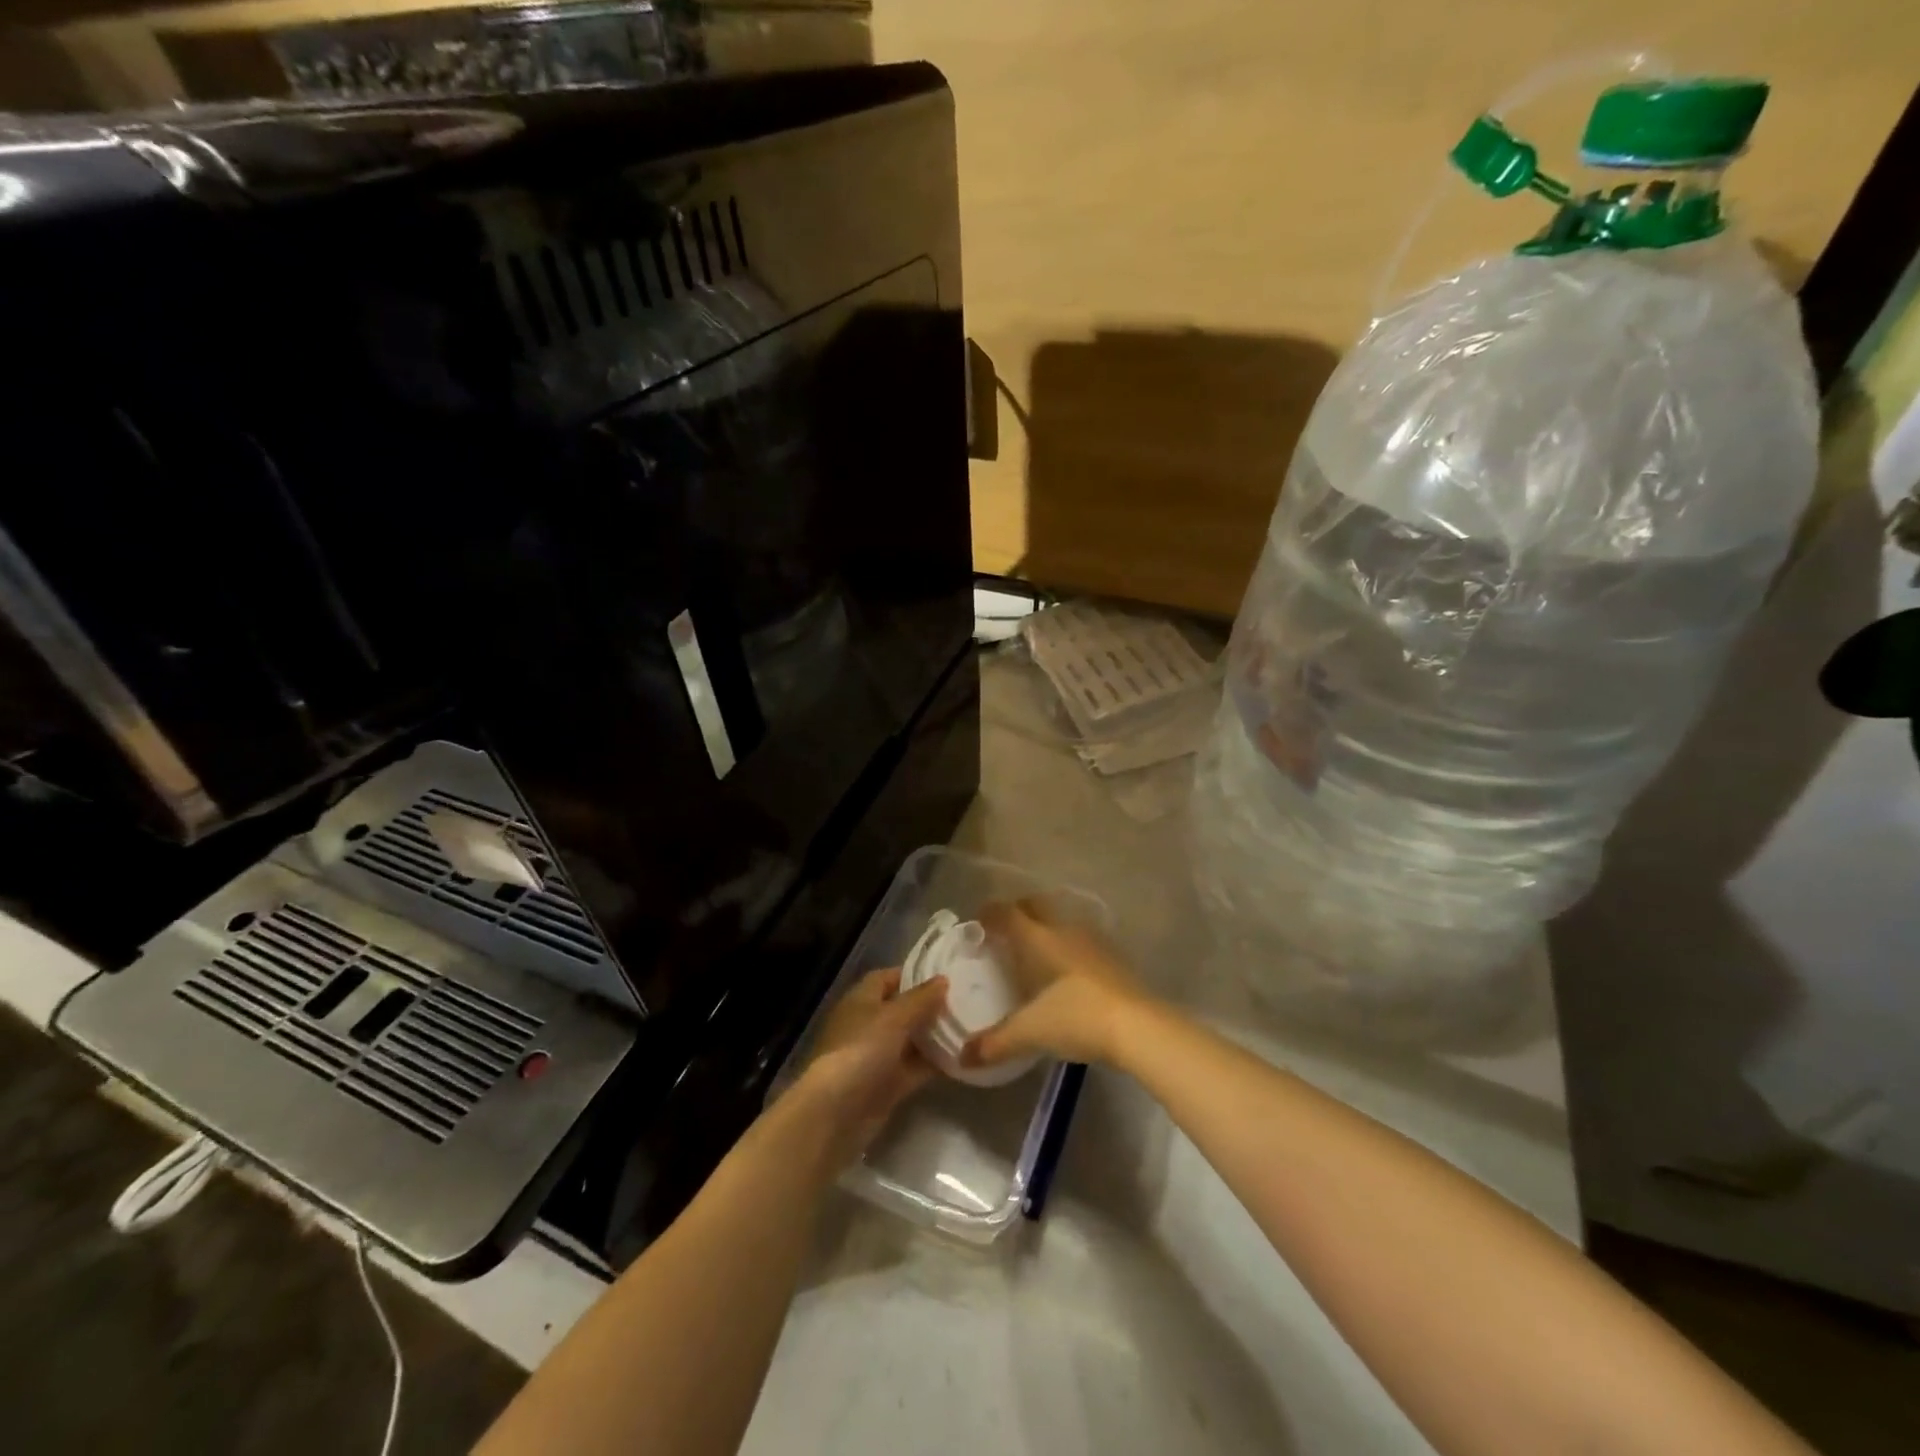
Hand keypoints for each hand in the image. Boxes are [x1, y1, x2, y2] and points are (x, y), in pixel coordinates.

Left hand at [782, 968, 948, 1171]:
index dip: (913, 974)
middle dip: (930, 1006)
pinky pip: (916, 1068)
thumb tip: (943, 979)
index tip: (945, 975)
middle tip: (966, 1000)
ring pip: (912, 1040)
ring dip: (935, 1035)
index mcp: (861, 1000)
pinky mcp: (888, 1085)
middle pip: (902, 1009)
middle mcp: (869, 1025)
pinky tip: (963, 1057)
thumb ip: (921, 998)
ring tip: (971, 1025)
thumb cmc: (861, 1050)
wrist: (836, 1113)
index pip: (887, 978)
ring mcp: (878, 1056)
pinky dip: (935, 1063)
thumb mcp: (894, 1017)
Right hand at [962, 898, 1152, 1070]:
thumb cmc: (1077, 1018)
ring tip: (1034, 949)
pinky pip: (1081, 939)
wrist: (1139, 1026)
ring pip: (1061, 919)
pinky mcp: (1113, 957)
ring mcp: (1093, 941)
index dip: (989, 914)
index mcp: (1038, 939)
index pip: (1007, 914)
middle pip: (1035, 905)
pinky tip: (1066, 970)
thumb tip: (963, 1057)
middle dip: (1017, 911)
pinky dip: (1067, 944)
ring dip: (1045, 926)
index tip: (977, 922)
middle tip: (1003, 930)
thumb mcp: (1031, 1033)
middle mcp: (1064, 930)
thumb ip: (995, 1043)